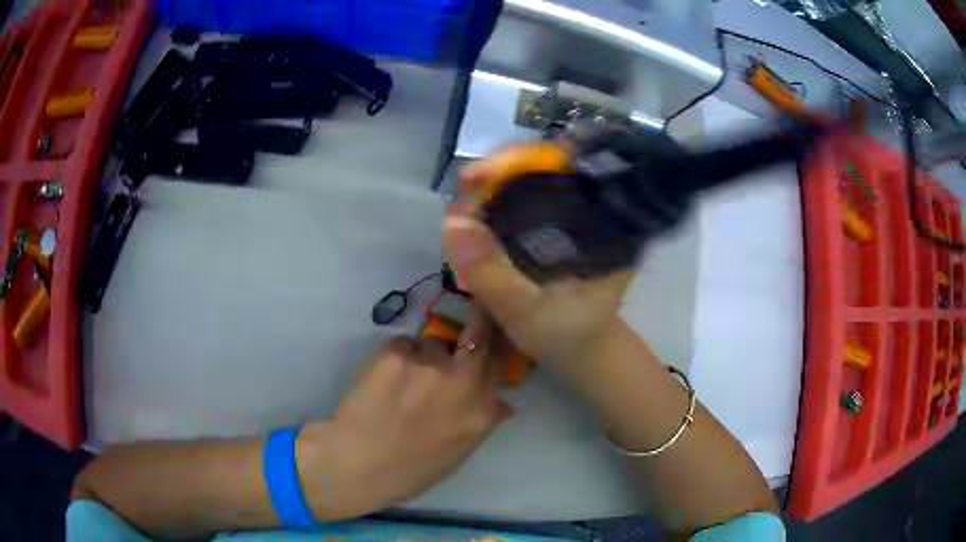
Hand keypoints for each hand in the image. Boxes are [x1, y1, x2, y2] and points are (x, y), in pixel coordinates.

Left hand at [296, 307, 511, 520]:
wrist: (357, 465)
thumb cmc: (409, 471)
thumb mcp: (458, 454)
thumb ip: (482, 423)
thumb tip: (500, 403)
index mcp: (481, 411)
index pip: (501, 362)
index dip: (495, 348)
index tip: (487, 344)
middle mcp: (461, 381)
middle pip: (479, 332)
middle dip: (478, 321)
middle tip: (467, 321)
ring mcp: (428, 365)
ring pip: (432, 341)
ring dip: (423, 354)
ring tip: (403, 377)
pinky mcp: (395, 354)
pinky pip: (402, 344)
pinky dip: (396, 356)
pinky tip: (382, 379)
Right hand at [443, 145, 634, 370]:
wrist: (584, 351)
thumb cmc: (567, 334)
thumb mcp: (528, 311)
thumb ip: (493, 274)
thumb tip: (452, 221)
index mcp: (602, 219)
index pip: (564, 162)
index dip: (518, 159)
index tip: (475, 177)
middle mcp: (590, 207)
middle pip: (539, 166)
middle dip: (495, 178)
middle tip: (461, 206)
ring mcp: (571, 215)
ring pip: (527, 183)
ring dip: (490, 195)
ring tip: (463, 222)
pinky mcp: (556, 227)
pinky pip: (521, 204)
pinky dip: (494, 210)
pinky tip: (475, 229)